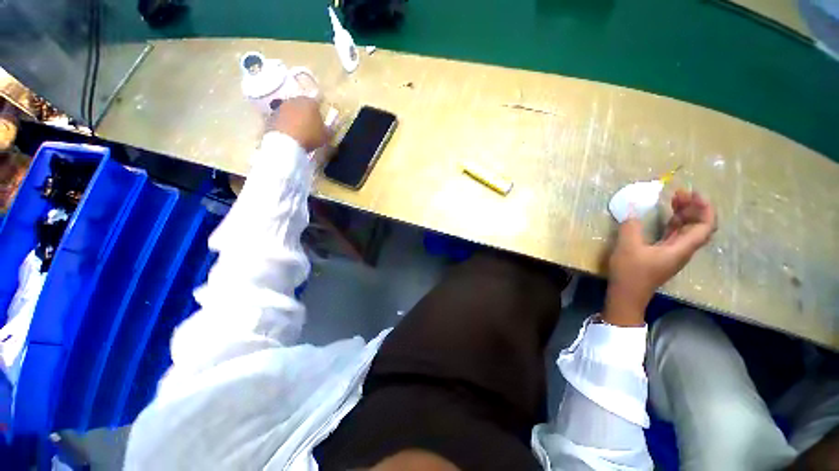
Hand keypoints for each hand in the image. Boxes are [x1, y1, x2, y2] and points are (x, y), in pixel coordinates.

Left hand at [269, 97, 326, 151]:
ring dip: (294, 117)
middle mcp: (294, 100)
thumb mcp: (325, 136)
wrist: (286, 142)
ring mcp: (281, 107)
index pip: (317, 102)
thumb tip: (329, 128)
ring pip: (291, 110)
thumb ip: (328, 130)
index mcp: (310, 102)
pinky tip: (290, 133)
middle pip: (302, 104)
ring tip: (299, 129)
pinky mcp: (272, 115)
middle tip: (310, 124)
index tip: (320, 119)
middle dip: (305, 112)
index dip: (319, 111)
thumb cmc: (310, 136)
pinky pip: (282, 118)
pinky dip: (285, 123)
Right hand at [603, 190, 716, 325]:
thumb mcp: (627, 248)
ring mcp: (673, 252)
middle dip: (694, 207)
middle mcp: (682, 250)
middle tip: (680, 192)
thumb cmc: (631, 272)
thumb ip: (631, 227)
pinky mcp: (663, 254)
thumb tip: (632, 211)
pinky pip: (676, 234)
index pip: (705, 226)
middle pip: (699, 226)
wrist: (627, 294)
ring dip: (685, 213)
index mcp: (681, 248)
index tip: (692, 193)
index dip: (704, 208)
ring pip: (688, 230)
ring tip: (674, 199)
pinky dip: (675, 222)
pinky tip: (666, 216)